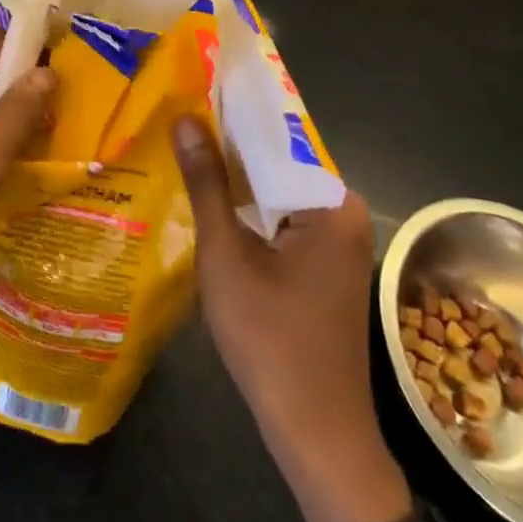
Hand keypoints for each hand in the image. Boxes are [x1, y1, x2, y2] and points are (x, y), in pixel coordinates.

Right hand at [172, 115, 410, 521]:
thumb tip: (186, 118)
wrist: (316, 433)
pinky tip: (210, 200)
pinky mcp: (324, 265)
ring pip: (277, 192)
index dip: (233, 113)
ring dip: (236, 179)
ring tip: (185, 147)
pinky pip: (282, 219)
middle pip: (278, 163)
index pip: (278, 136)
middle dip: (230, 146)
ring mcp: (336, 241)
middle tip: (179, 118)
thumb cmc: (271, 338)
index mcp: (332, 202)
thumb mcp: (226, 253)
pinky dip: (249, 210)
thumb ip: (207, 183)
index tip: (194, 88)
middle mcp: (343, 212)